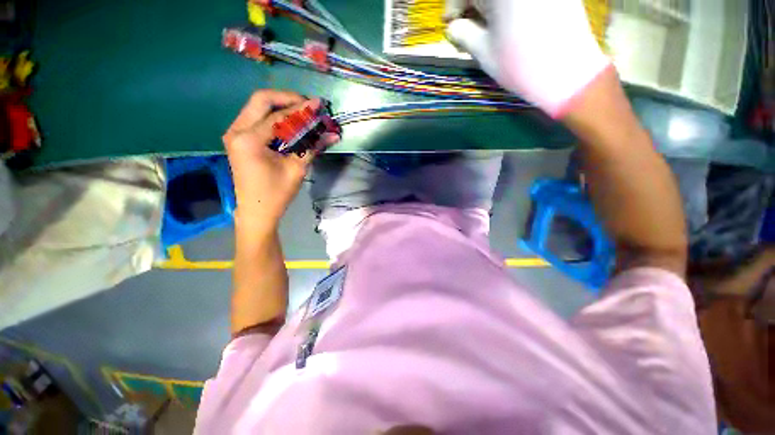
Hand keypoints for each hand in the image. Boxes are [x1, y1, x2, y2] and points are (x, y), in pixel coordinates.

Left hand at [223, 90, 338, 225]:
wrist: (256, 211)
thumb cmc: (276, 193)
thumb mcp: (297, 169)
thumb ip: (313, 147)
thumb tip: (333, 134)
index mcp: (248, 139)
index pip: (278, 116)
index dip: (301, 109)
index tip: (318, 104)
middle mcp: (236, 130)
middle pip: (261, 100)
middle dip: (287, 99)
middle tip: (307, 106)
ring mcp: (235, 133)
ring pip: (258, 106)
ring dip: (281, 106)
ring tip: (302, 113)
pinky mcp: (239, 138)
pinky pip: (257, 118)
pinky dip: (275, 117)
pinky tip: (290, 123)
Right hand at [445, 0, 610, 117]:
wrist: (568, 72)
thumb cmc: (520, 64)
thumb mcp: (484, 52)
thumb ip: (463, 34)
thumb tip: (453, 28)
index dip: (453, 5)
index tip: (449, 23)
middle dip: (472, 3)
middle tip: (466, 25)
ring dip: (490, 5)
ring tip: (485, 25)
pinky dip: (508, 5)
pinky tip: (506, 19)